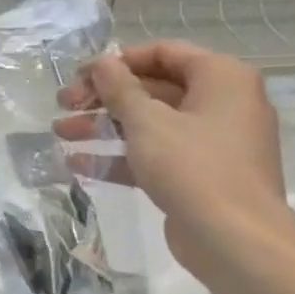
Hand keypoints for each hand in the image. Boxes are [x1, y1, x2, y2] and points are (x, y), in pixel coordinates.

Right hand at [55, 40, 294, 281]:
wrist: (234, 240)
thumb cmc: (193, 167)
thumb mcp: (147, 121)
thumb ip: (119, 88)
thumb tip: (101, 62)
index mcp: (221, 79)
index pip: (164, 53)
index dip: (118, 61)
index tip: (81, 75)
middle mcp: (222, 104)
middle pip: (152, 89)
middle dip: (103, 97)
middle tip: (63, 104)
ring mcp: (211, 142)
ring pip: (149, 123)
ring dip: (102, 126)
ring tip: (60, 132)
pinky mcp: (199, 174)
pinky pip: (154, 154)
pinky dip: (119, 156)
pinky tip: (77, 163)